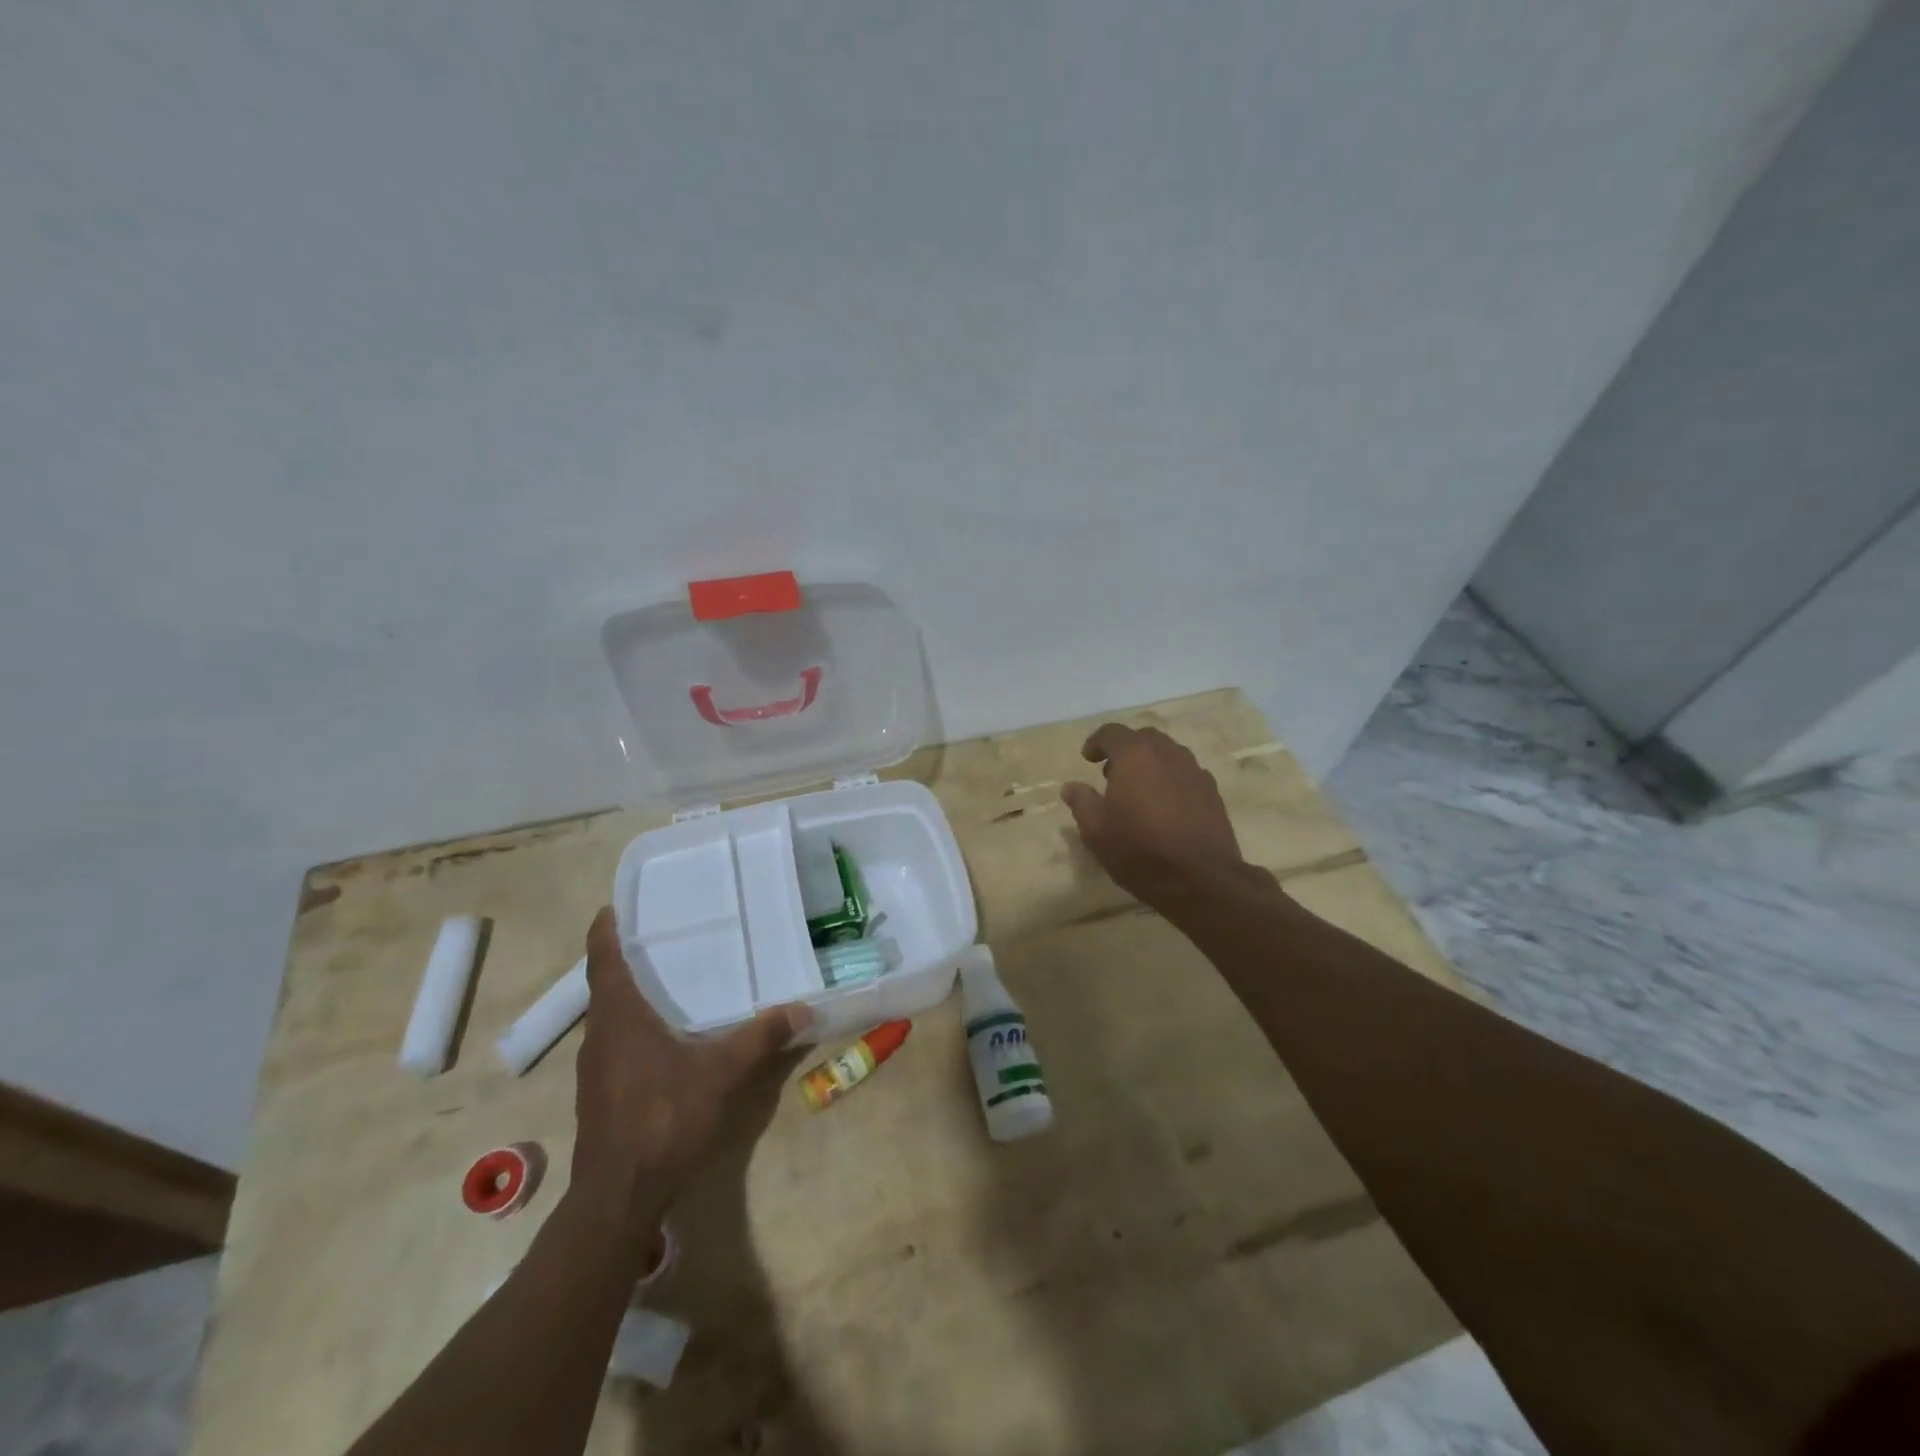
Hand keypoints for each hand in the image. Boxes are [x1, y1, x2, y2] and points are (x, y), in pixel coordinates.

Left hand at [570, 908, 809, 1227]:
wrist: (619, 1195)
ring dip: (630, 996)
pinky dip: (634, 1027)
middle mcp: (599, 1036)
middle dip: (627, 959)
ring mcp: (595, 1068)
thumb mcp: (722, 1073)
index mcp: (619, 1018)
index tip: (613, 906)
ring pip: (610, 1018)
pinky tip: (666, 1037)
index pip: (603, 961)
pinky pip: (616, 1043)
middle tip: (661, 936)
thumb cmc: (664, 1118)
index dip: (605, 931)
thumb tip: (802, 1008)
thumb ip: (760, 1037)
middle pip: (606, 986)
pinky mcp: (601, 1094)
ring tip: (668, 979)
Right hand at [1061, 724, 1247, 909]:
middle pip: (1143, 738)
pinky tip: (1164, 807)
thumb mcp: (1096, 831)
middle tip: (1111, 774)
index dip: (1096, 742)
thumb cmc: (1140, 850)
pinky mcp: (1212, 792)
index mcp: (1135, 755)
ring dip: (1149, 764)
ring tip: (1138, 791)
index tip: (1087, 759)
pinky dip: (1170, 780)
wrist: (1201, 878)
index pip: (1111, 732)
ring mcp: (1194, 771)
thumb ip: (1081, 802)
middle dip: (1125, 750)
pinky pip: (1185, 774)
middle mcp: (1168, 753)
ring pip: (1168, 754)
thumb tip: (1071, 786)